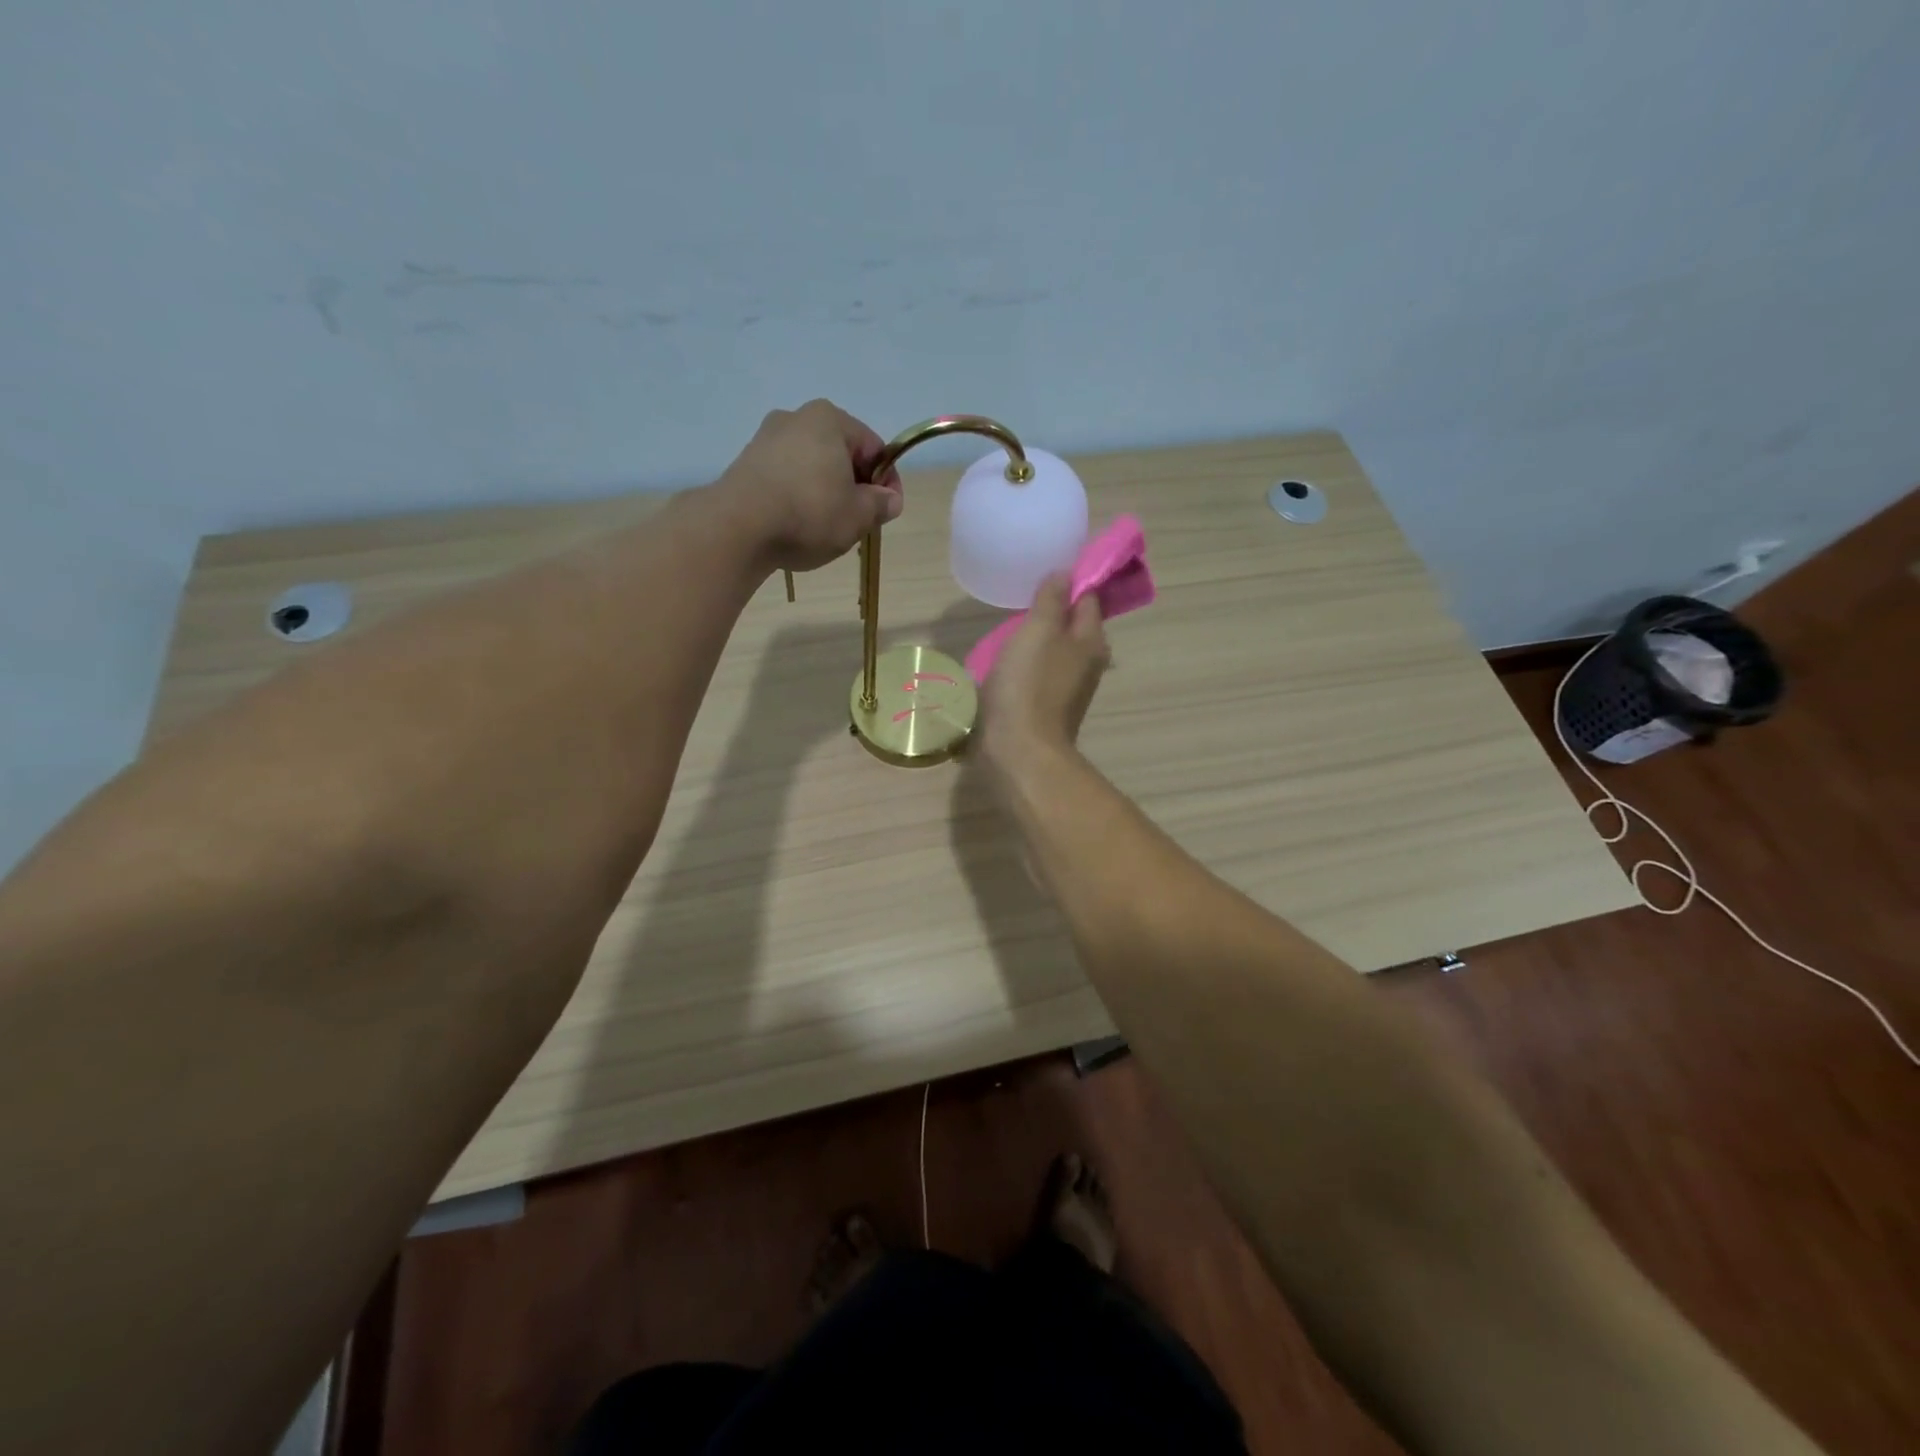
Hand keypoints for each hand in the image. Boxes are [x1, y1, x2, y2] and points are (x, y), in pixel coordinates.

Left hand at [714, 399, 902, 572]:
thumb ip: (880, 505)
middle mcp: (796, 417)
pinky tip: (797, 525)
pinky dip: (797, 497)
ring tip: (826, 527)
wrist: (738, 527)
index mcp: (830, 419)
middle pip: (840, 454)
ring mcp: (765, 439)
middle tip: (858, 521)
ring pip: (811, 466)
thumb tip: (890, 500)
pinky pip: (785, 478)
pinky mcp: (745, 464)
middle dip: (854, 486)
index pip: (873, 448)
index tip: (887, 510)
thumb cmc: (809, 513)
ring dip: (825, 492)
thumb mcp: (858, 515)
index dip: (887, 481)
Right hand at [977, 574, 1109, 778]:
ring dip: (1037, 638)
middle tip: (1022, 595)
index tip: (1046, 568)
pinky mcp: (1046, 706)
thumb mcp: (1038, 631)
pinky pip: (1039, 673)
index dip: (1071, 580)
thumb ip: (1051, 599)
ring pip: (1055, 650)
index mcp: (1092, 640)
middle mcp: (1088, 663)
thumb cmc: (1029, 684)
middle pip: (1072, 625)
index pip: (1088, 597)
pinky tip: (1006, 660)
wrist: (1018, 750)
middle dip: (1052, 609)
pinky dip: (1027, 662)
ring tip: (1009, 624)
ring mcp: (1067, 688)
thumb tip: (1065, 573)